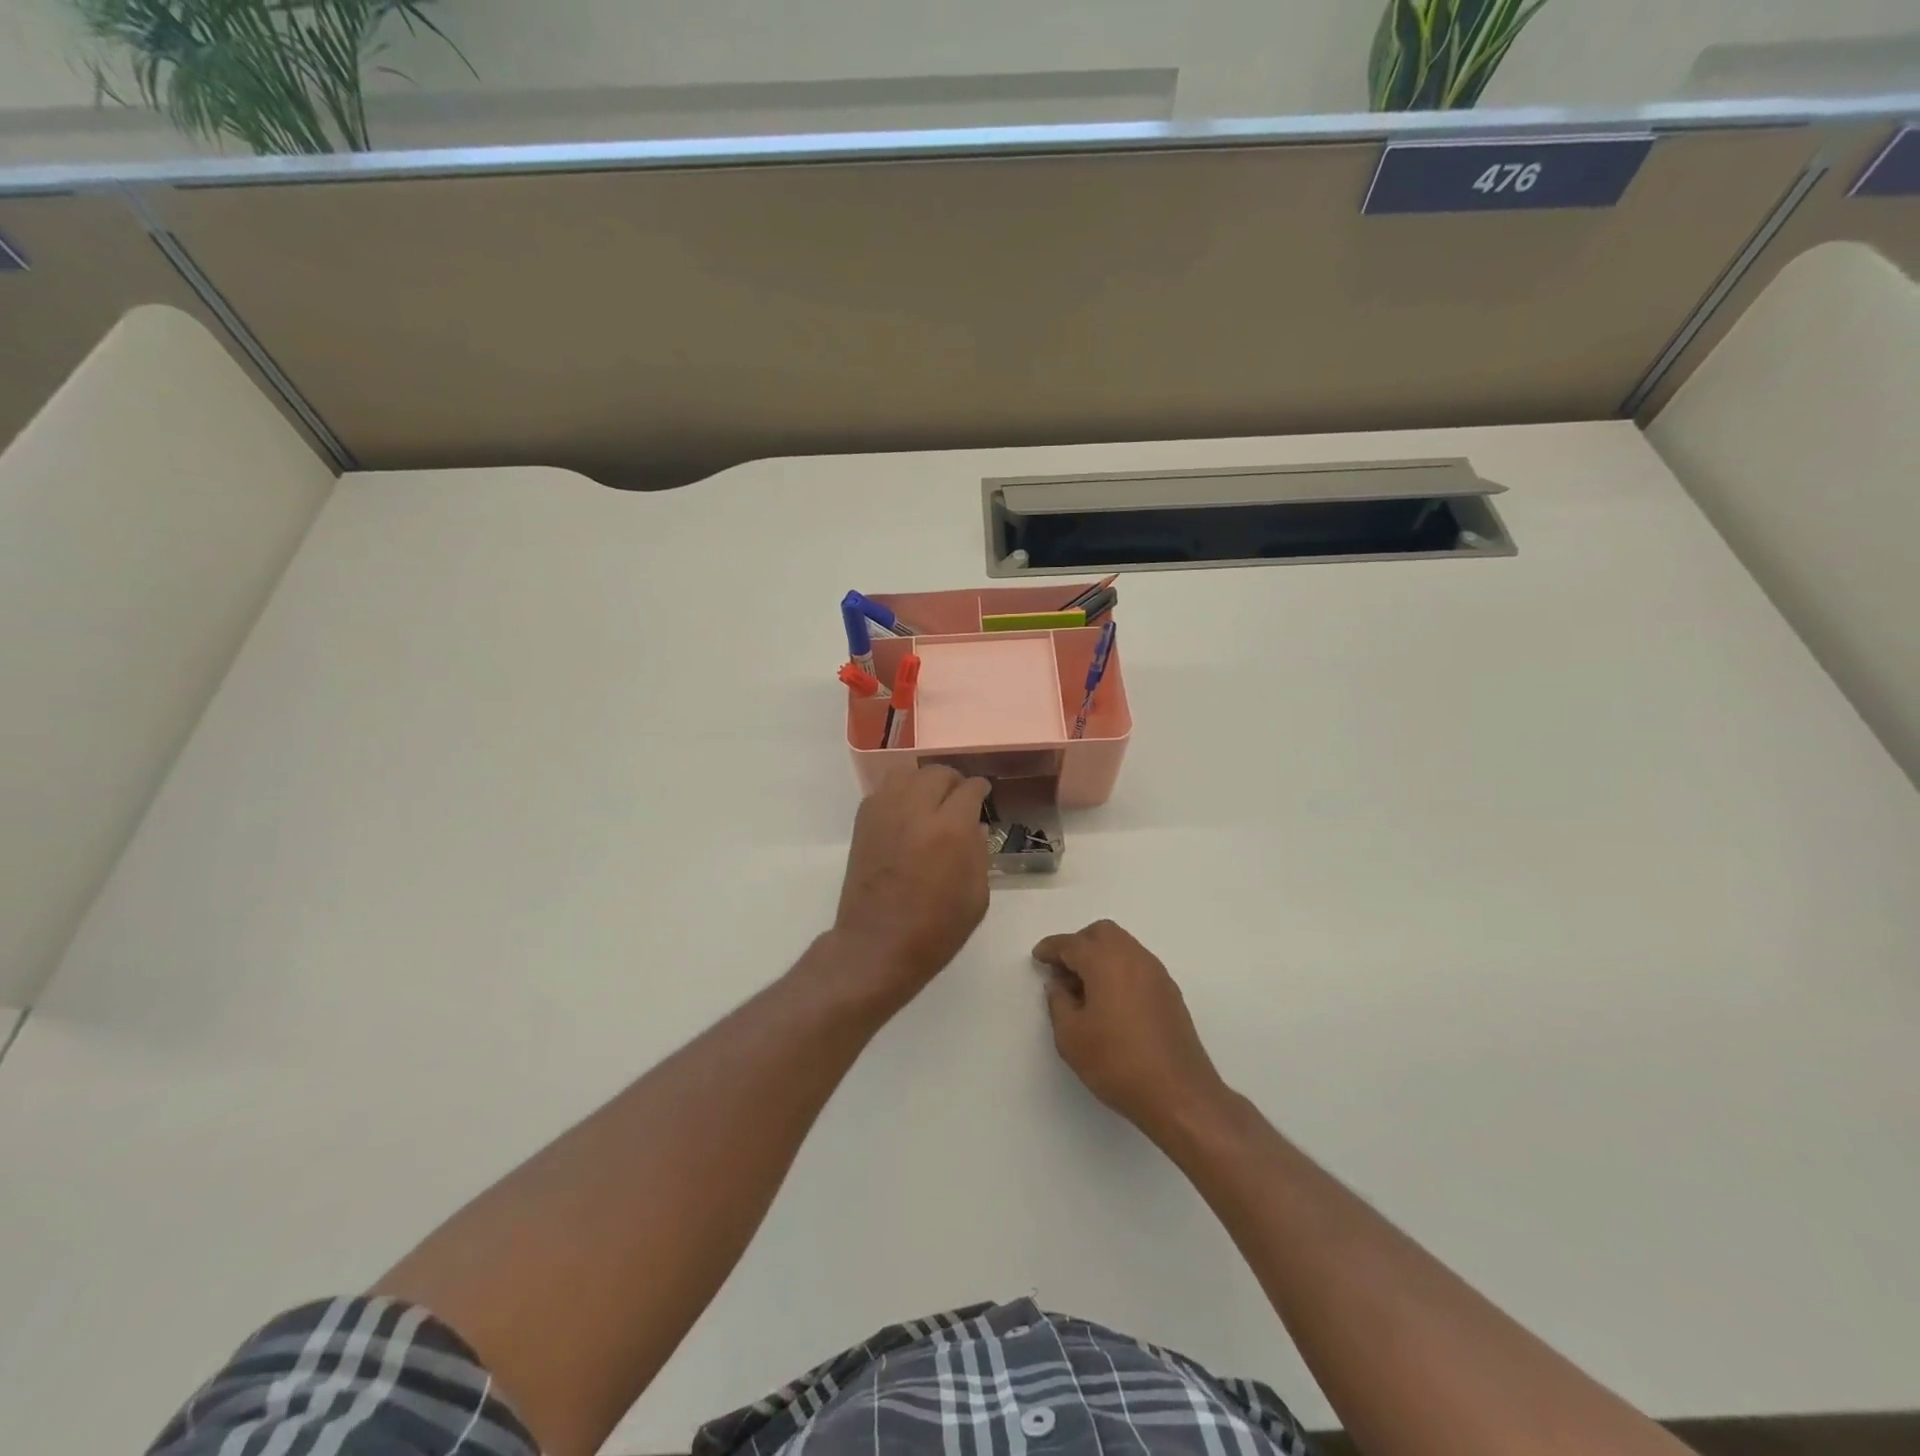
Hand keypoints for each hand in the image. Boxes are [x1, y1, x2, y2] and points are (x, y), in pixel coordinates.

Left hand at [833, 766, 992, 1006]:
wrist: (878, 946)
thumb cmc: (935, 929)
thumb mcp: (977, 896)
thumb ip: (979, 853)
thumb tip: (973, 827)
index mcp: (951, 829)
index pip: (970, 789)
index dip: (980, 790)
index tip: (983, 796)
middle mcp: (917, 810)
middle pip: (938, 773)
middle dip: (953, 782)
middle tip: (958, 798)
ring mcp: (885, 813)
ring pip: (906, 773)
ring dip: (923, 781)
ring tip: (930, 799)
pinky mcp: (863, 823)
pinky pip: (883, 791)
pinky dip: (898, 794)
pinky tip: (905, 813)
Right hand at [1034, 920, 1228, 1140]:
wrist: (1178, 1093)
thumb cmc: (1116, 1062)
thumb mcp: (1071, 1037)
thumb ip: (1058, 1003)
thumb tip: (1058, 985)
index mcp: (1105, 961)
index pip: (1072, 943)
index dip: (1051, 948)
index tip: (1038, 956)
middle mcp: (1133, 957)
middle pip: (1102, 933)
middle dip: (1079, 944)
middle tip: (1062, 970)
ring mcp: (1156, 973)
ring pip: (1123, 946)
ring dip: (1101, 956)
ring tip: (1085, 988)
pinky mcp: (1170, 992)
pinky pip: (1138, 965)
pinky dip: (1119, 969)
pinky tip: (1111, 1000)